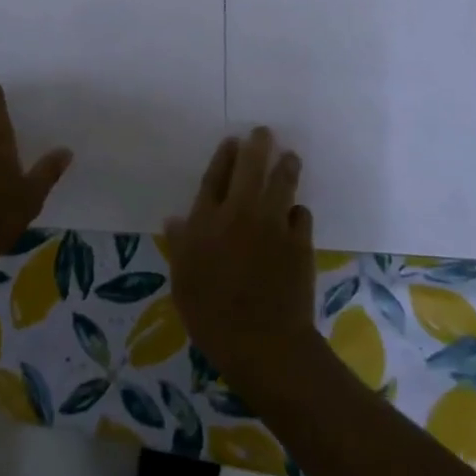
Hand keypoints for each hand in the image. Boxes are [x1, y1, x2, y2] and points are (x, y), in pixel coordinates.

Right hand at [163, 128, 319, 400]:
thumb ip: (180, 245)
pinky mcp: (299, 243)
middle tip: (264, 133)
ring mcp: (273, 225)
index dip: (224, 156)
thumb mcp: (182, 281)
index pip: (216, 177)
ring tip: (290, 156)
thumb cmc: (212, 314)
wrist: (263, 342)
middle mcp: (241, 213)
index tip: (233, 140)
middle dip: (258, 146)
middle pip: (251, 168)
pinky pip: (300, 214)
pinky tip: (296, 212)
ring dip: (286, 166)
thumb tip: (175, 221)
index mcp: (208, 220)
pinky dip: (297, 210)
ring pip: (282, 183)